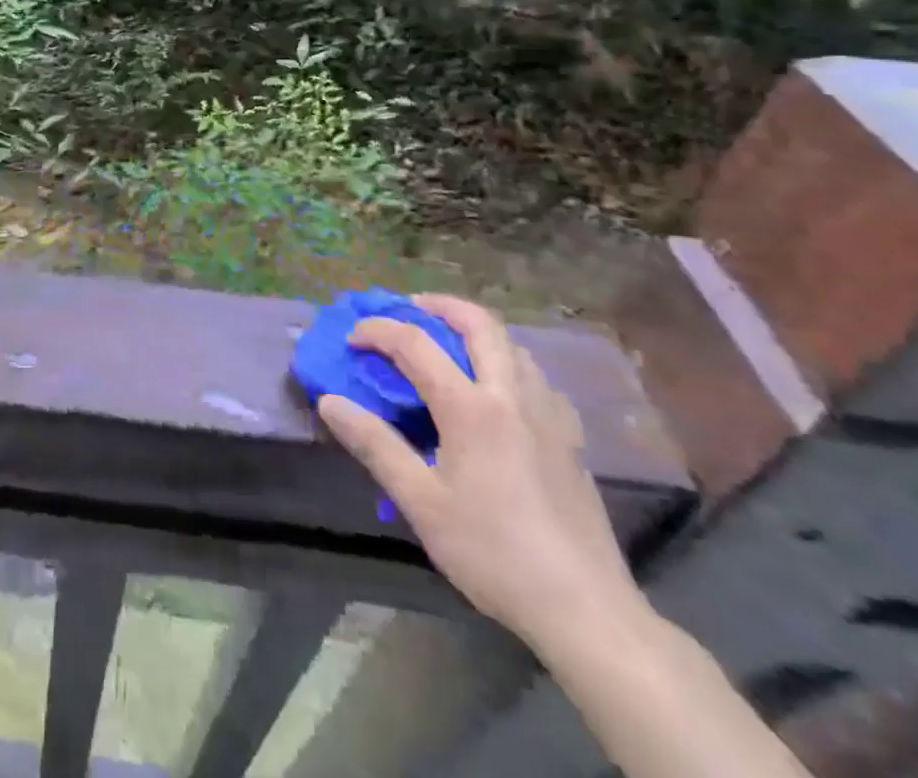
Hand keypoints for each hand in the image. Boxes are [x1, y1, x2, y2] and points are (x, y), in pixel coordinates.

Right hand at [317, 295, 645, 651]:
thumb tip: (330, 402)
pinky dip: (506, 362)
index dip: (378, 331)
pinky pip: (536, 377)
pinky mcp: (570, 439)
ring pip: (513, 345)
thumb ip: (374, 444)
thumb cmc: (493, 554)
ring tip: (447, 344)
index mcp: (471, 408)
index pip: (415, 344)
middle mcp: (512, 397)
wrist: (586, 612)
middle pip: (479, 323)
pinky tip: (496, 392)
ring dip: (475, 331)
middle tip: (408, 309)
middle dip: (438, 305)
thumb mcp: (421, 503)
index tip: (352, 340)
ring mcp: (549, 416)